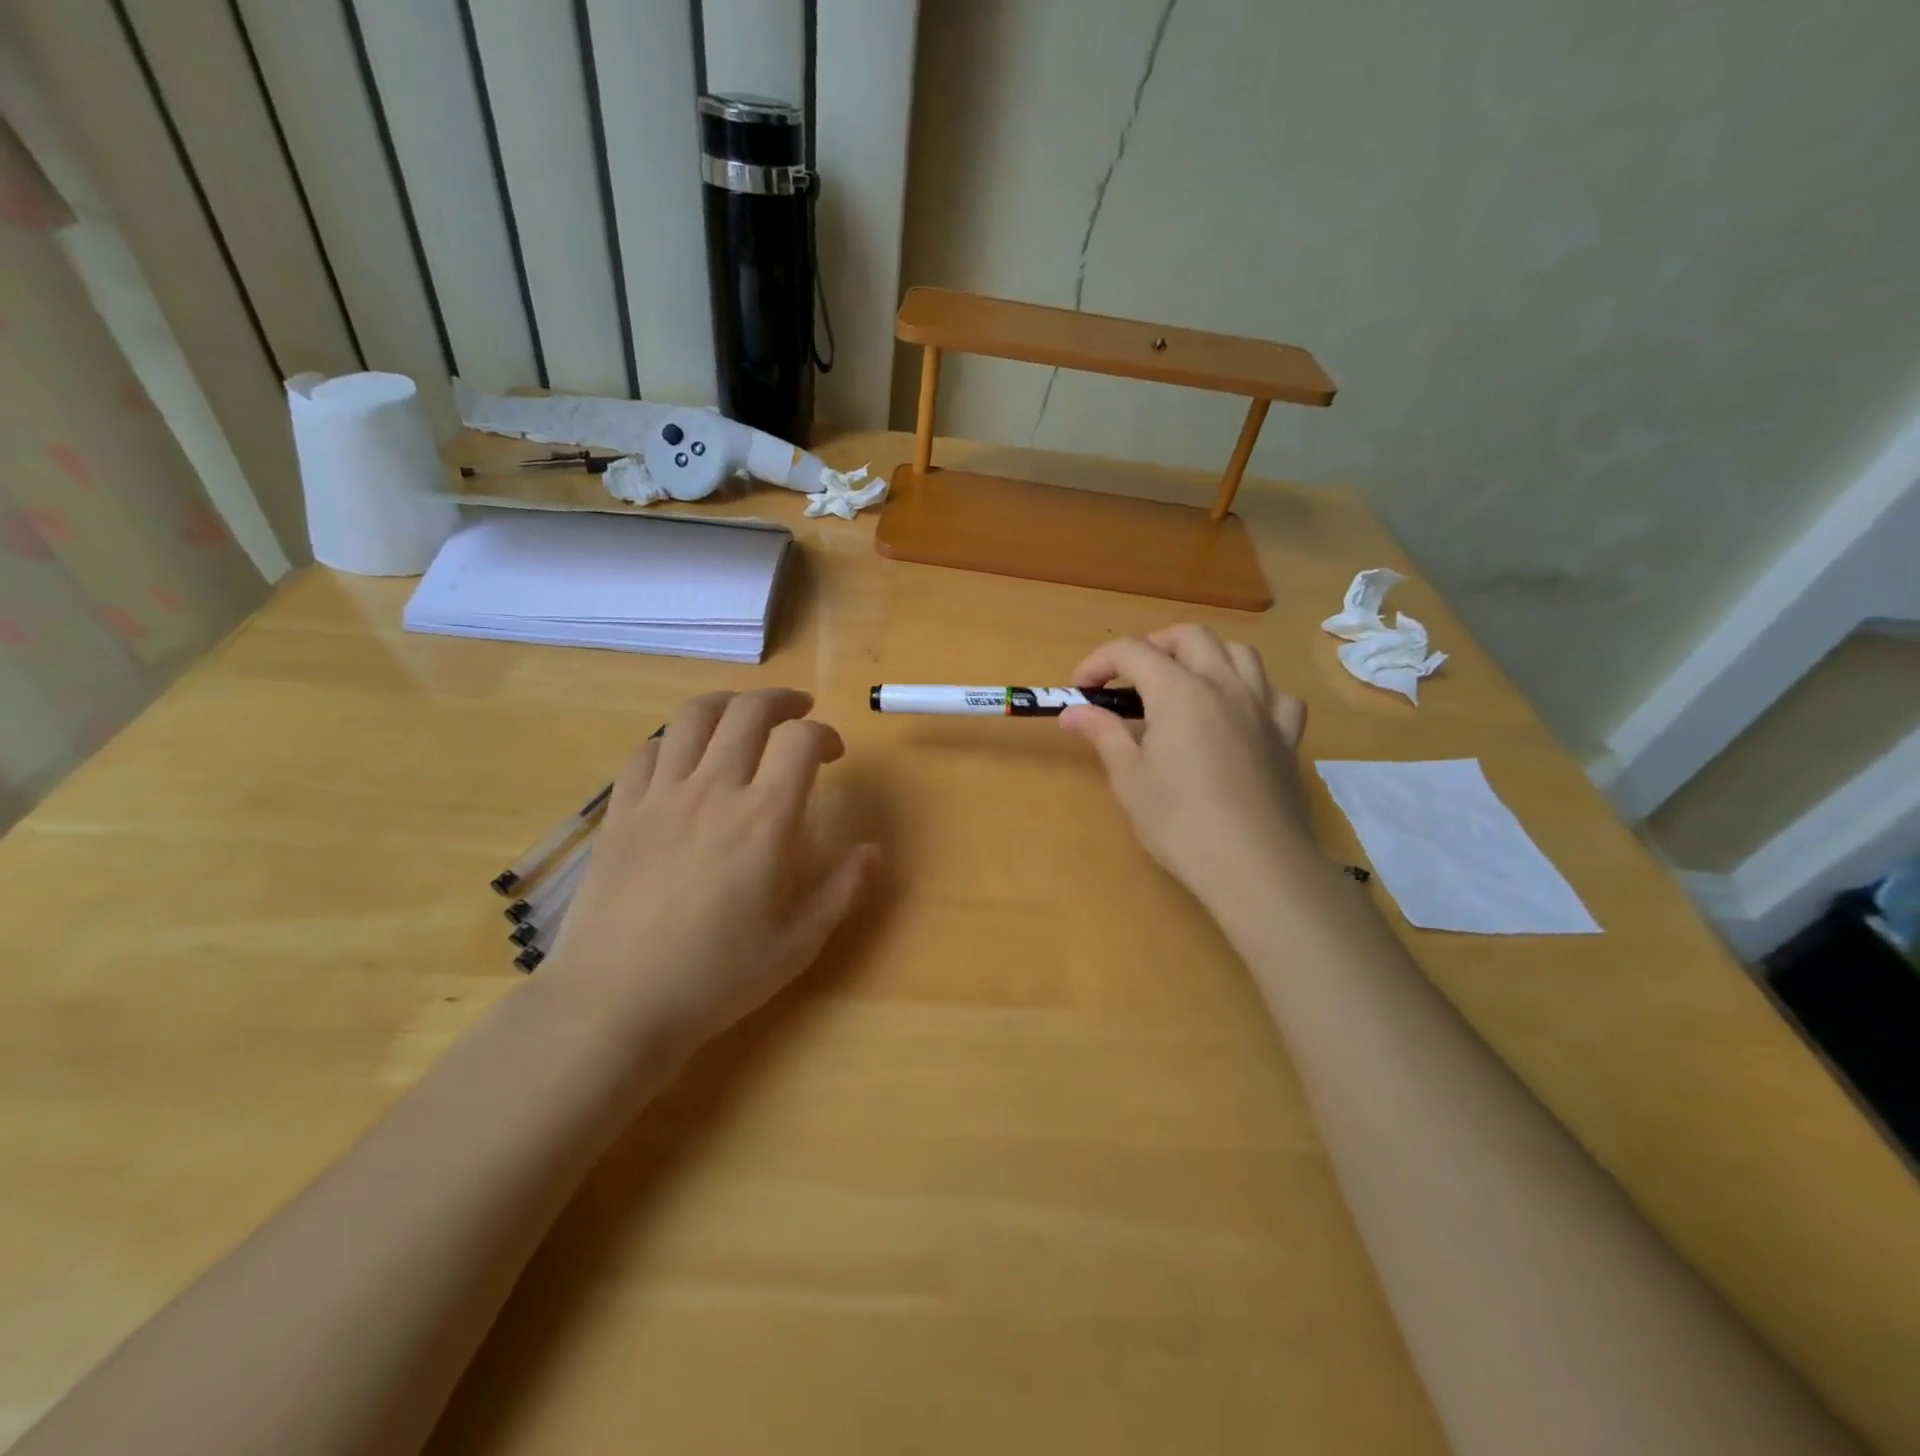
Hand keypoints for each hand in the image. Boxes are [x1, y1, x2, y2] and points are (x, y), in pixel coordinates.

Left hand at [541, 689, 878, 1054]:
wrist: (615, 1004)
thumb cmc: (716, 977)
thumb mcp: (798, 944)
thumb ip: (843, 890)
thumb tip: (874, 850)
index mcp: (763, 820)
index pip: (800, 741)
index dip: (824, 734)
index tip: (833, 754)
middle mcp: (712, 791)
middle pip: (748, 712)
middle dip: (782, 701)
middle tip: (798, 713)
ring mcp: (659, 796)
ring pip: (693, 717)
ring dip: (727, 704)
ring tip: (743, 715)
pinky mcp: (620, 811)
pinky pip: (646, 750)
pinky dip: (673, 739)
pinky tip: (684, 756)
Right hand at [1059, 625, 1317, 912]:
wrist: (1256, 865)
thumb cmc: (1181, 823)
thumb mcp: (1130, 779)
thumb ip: (1104, 734)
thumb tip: (1072, 712)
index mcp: (1179, 692)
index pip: (1132, 651)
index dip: (1099, 662)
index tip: (1082, 690)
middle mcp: (1224, 685)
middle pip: (1189, 636)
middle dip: (1153, 646)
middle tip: (1130, 679)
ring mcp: (1263, 707)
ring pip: (1239, 652)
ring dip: (1206, 656)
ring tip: (1185, 684)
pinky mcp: (1288, 736)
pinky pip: (1276, 693)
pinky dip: (1254, 691)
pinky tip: (1241, 714)